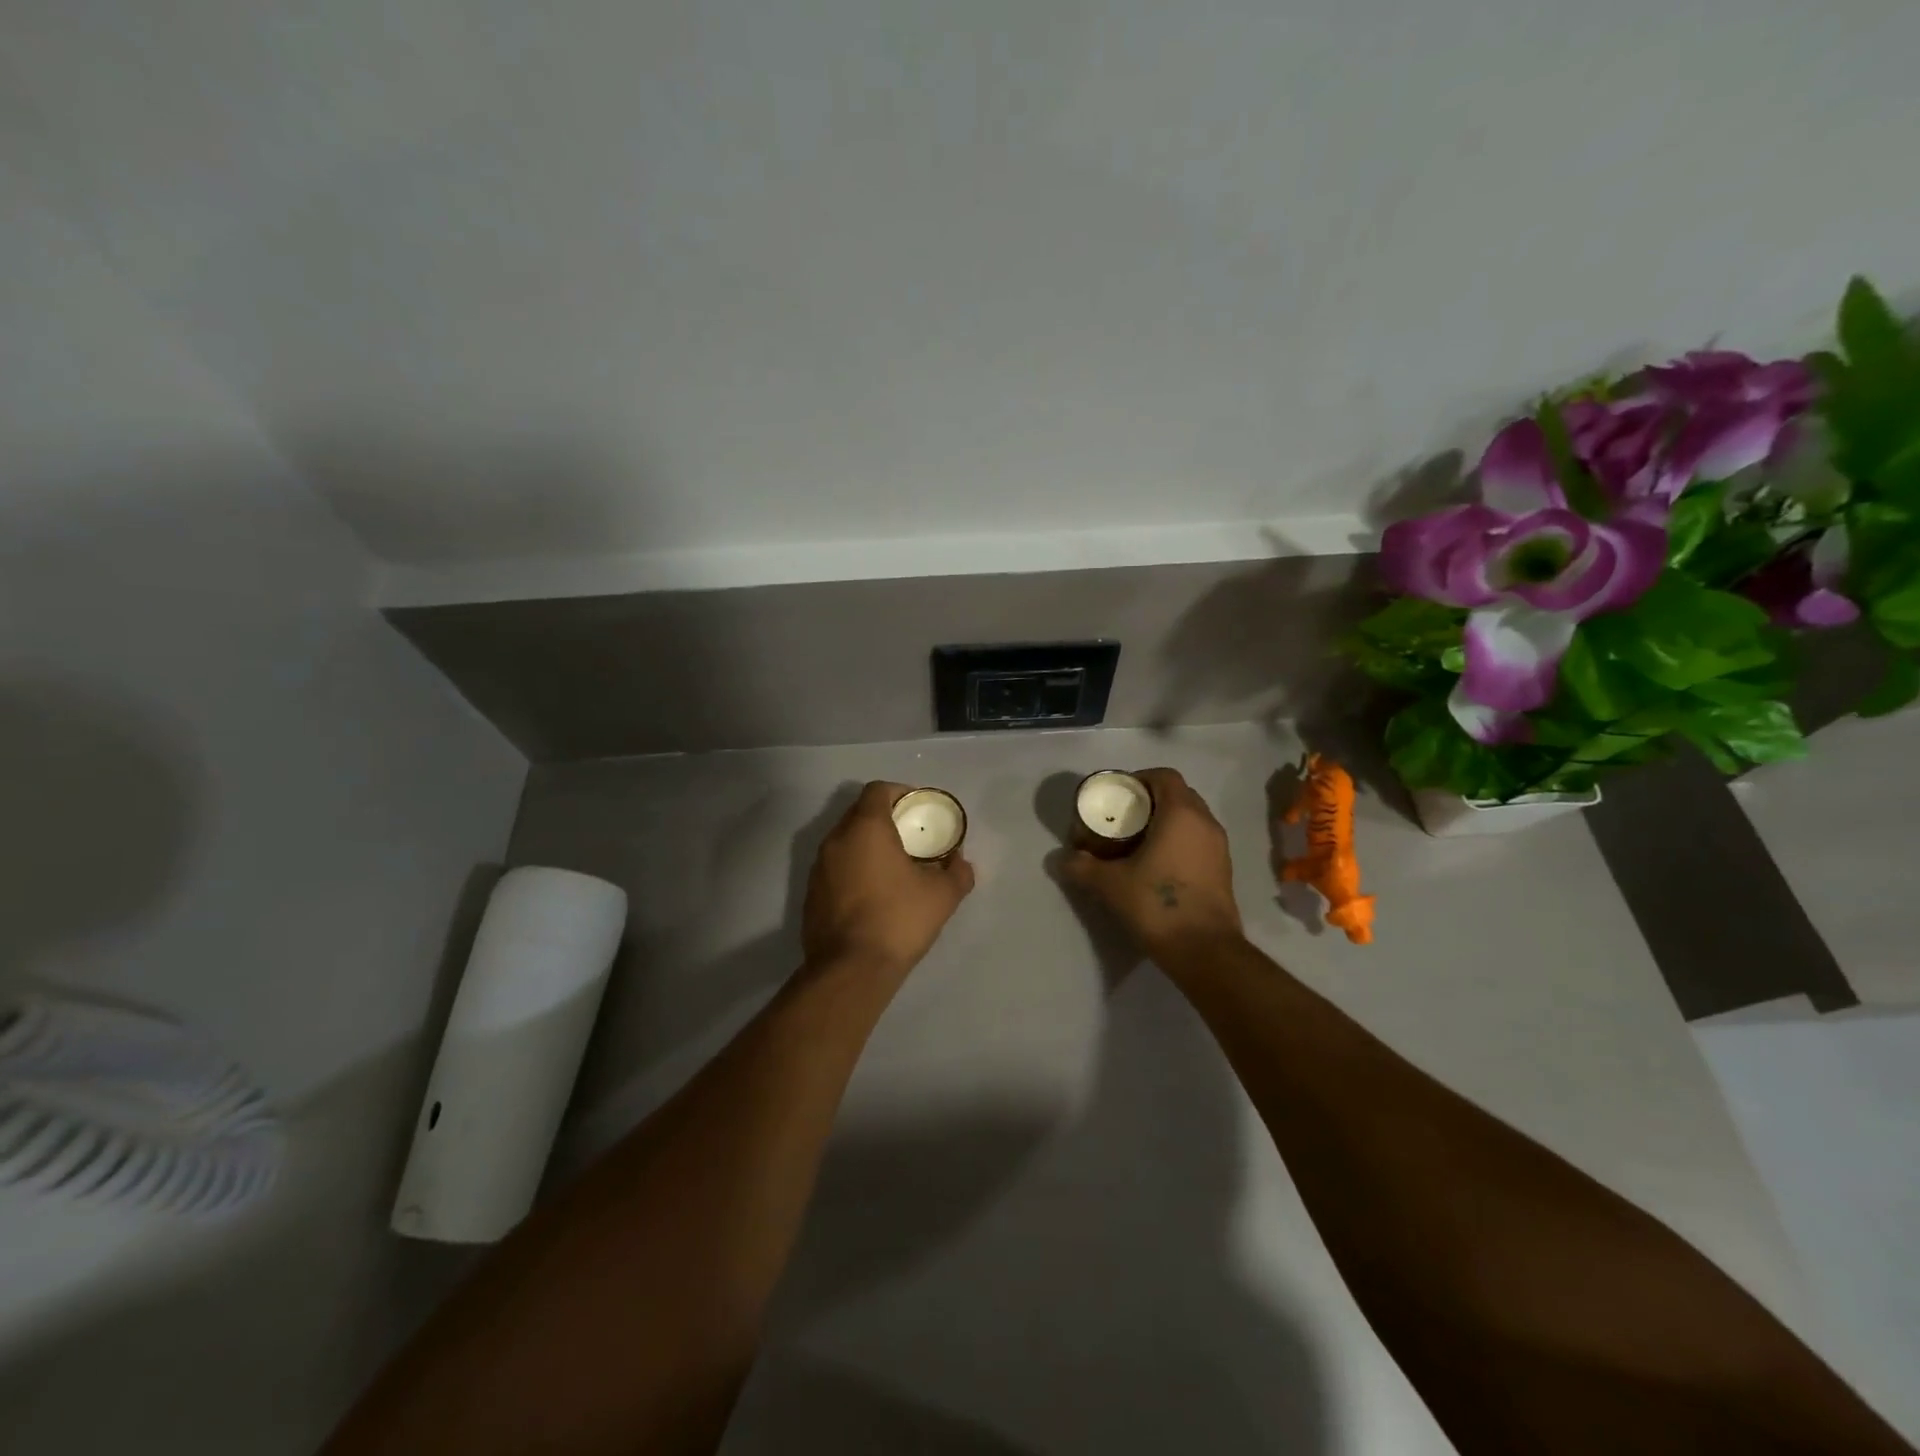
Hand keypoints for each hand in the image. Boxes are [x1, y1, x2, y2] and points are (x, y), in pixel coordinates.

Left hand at [802, 781, 975, 976]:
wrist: (850, 970)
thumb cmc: (898, 920)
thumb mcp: (942, 896)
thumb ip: (957, 872)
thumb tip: (960, 862)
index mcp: (866, 828)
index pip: (878, 790)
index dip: (900, 793)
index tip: (917, 810)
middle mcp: (836, 839)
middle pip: (859, 812)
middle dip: (884, 818)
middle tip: (909, 836)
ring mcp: (818, 867)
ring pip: (845, 841)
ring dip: (867, 845)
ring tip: (892, 865)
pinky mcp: (810, 893)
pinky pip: (835, 867)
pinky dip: (853, 868)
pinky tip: (872, 893)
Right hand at [1055, 768, 1243, 965]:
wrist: (1205, 951)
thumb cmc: (1157, 905)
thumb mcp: (1110, 884)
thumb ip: (1082, 867)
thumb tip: (1060, 859)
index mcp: (1181, 814)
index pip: (1164, 776)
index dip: (1139, 779)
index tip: (1118, 795)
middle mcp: (1205, 823)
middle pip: (1179, 795)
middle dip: (1151, 800)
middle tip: (1124, 817)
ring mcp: (1219, 847)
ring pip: (1191, 819)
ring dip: (1166, 822)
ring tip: (1137, 841)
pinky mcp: (1223, 870)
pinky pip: (1198, 841)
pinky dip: (1179, 841)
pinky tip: (1157, 865)